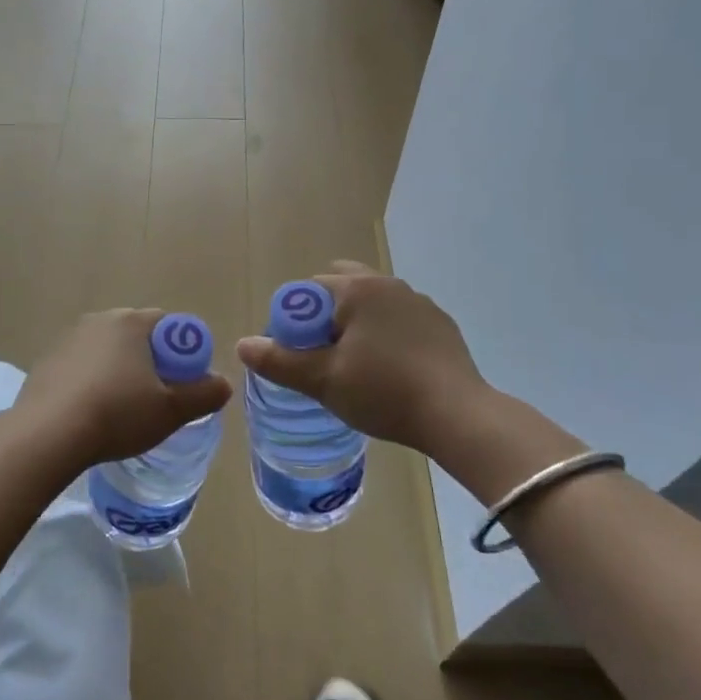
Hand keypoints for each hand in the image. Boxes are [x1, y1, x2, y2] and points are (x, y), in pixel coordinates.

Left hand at [14, 309, 231, 466]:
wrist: (47, 434)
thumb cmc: (117, 414)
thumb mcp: (171, 410)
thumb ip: (204, 394)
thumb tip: (223, 384)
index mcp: (131, 322)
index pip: (168, 324)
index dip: (181, 352)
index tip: (181, 383)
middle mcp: (98, 320)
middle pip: (136, 336)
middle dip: (149, 362)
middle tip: (155, 399)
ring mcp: (67, 339)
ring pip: (106, 352)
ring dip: (118, 373)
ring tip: (121, 411)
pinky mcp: (46, 362)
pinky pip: (80, 368)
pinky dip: (90, 384)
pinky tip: (90, 414)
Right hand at [235, 262, 491, 457]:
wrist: (457, 415)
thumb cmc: (383, 391)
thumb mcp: (323, 381)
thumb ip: (279, 361)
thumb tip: (243, 345)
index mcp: (357, 289)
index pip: (309, 290)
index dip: (295, 320)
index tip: (298, 353)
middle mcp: (388, 284)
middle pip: (342, 288)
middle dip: (325, 315)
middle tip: (323, 355)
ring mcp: (419, 302)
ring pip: (372, 304)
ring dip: (357, 323)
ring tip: (355, 365)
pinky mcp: (440, 325)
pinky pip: (399, 320)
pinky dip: (385, 335)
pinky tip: (390, 369)